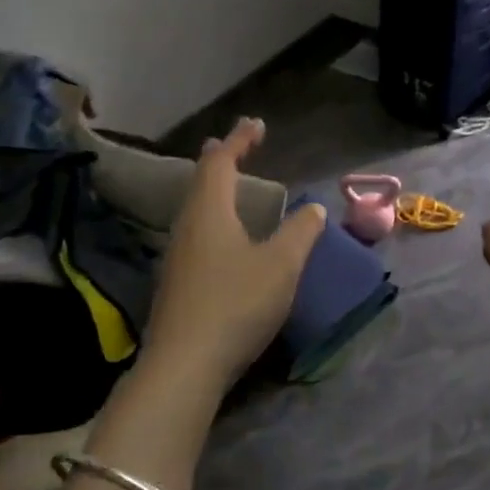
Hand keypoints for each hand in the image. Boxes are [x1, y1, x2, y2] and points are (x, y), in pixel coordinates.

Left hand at [139, 118, 325, 397]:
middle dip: (221, 160)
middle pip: (201, 182)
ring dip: (215, 191)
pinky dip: (214, 218)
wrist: (184, 365)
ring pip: (196, 209)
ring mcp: (177, 256)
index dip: (239, 140)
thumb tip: (312, 207)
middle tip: (238, 147)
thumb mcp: (281, 266)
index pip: (220, 162)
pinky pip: (197, 233)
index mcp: (209, 212)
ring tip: (232, 187)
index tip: (256, 124)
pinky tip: (225, 238)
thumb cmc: (235, 304)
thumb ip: (300, 232)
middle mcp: (187, 227)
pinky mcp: (177, 283)